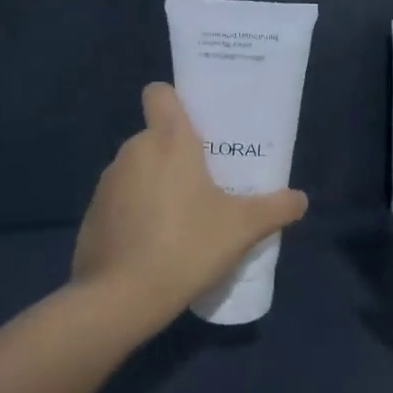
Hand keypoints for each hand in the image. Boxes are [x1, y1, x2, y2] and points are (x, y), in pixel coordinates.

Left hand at [71, 83, 308, 334]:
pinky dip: (137, 213)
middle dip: (179, 154)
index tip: (198, 124)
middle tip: (209, 182)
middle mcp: (133, 151)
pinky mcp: (92, 215)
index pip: (160, 93)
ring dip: (158, 184)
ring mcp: (108, 183)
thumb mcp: (243, 228)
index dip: (176, 100)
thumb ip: (276, 208)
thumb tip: (300, 199)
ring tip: (185, 218)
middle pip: (157, 136)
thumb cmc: (186, 245)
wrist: (120, 299)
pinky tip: (157, 245)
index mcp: (168, 140)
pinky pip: (122, 201)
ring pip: (140, 170)